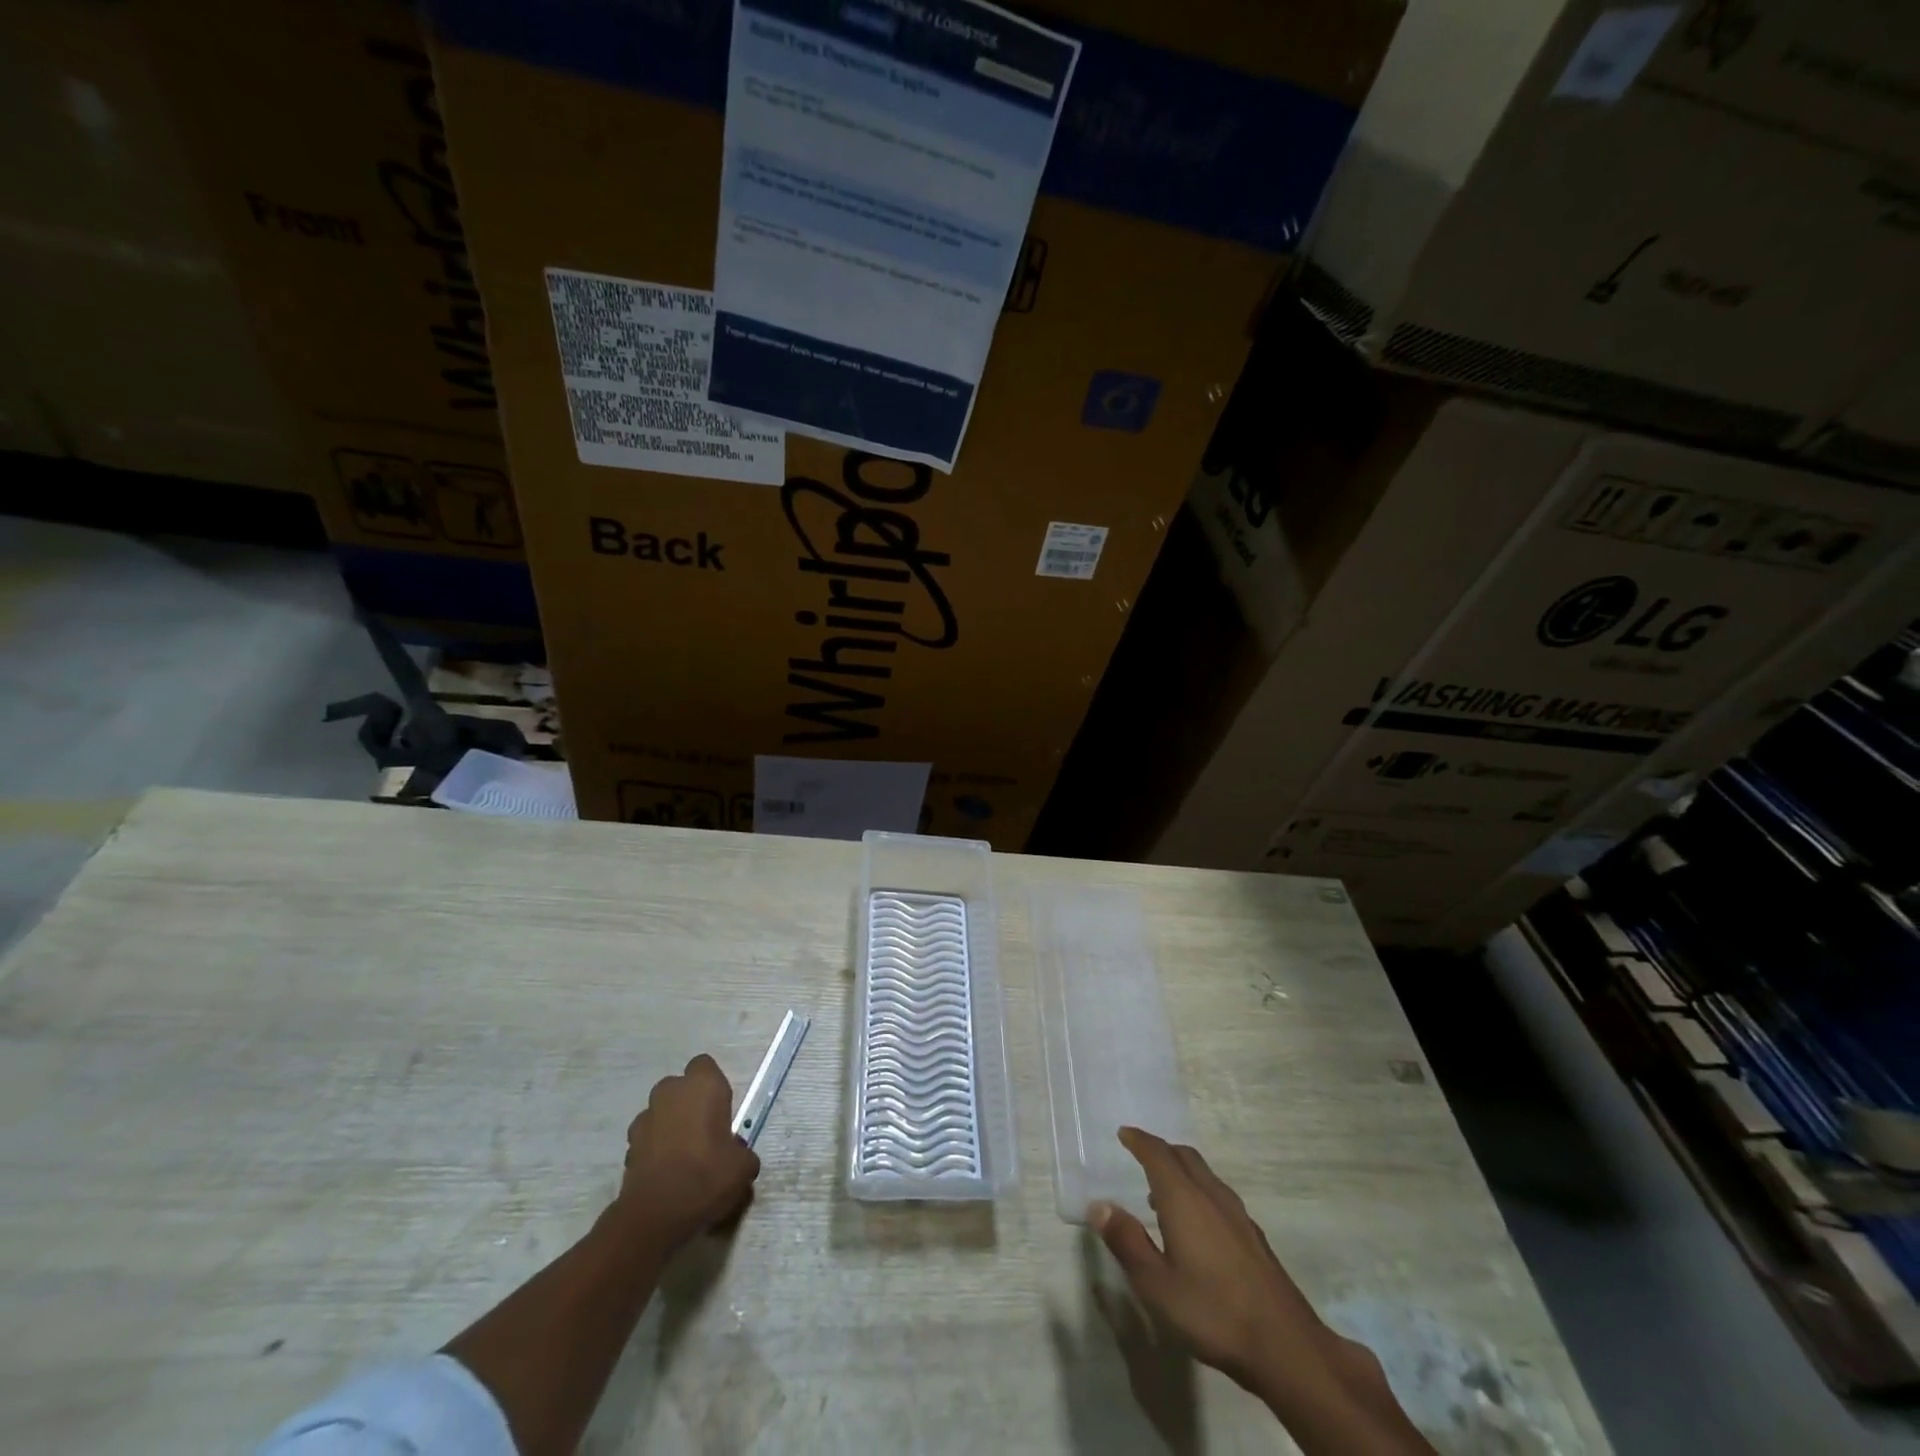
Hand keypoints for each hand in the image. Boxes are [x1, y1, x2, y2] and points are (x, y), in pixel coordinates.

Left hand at [613, 1054, 759, 1251]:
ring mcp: (645, 1118)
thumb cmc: (707, 1177)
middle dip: (689, 1104)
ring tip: (683, 1157)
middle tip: (704, 1133)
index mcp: (702, 1086)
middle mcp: (671, 1092)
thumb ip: (742, 1153)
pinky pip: (647, 1138)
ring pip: (661, 1112)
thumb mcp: (743, 1167)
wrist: (656, 1216)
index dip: (713, 1086)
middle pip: (680, 1087)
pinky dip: (655, 1149)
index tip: (721, 1111)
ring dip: (670, 1125)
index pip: (705, 1066)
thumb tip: (738, 1157)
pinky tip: (666, 1172)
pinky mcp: (628, 1145)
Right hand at [1091, 1128, 1432, 1453]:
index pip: (1158, 1154)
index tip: (1124, 1133)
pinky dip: (1199, 1191)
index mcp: (1184, 1199)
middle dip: (1161, 1150)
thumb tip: (1100, 1205)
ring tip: (1162, 1192)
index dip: (1139, 1140)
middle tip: (1141, 1155)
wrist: (1285, 1346)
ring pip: (1204, 1175)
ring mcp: (1237, 1215)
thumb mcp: (1156, 1285)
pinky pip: (1218, 1195)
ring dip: (1181, 1171)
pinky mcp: (1253, 1236)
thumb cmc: (1212, 1312)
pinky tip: (1197, 1225)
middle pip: (1184, 1156)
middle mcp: (1211, 1195)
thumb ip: (1127, 1242)